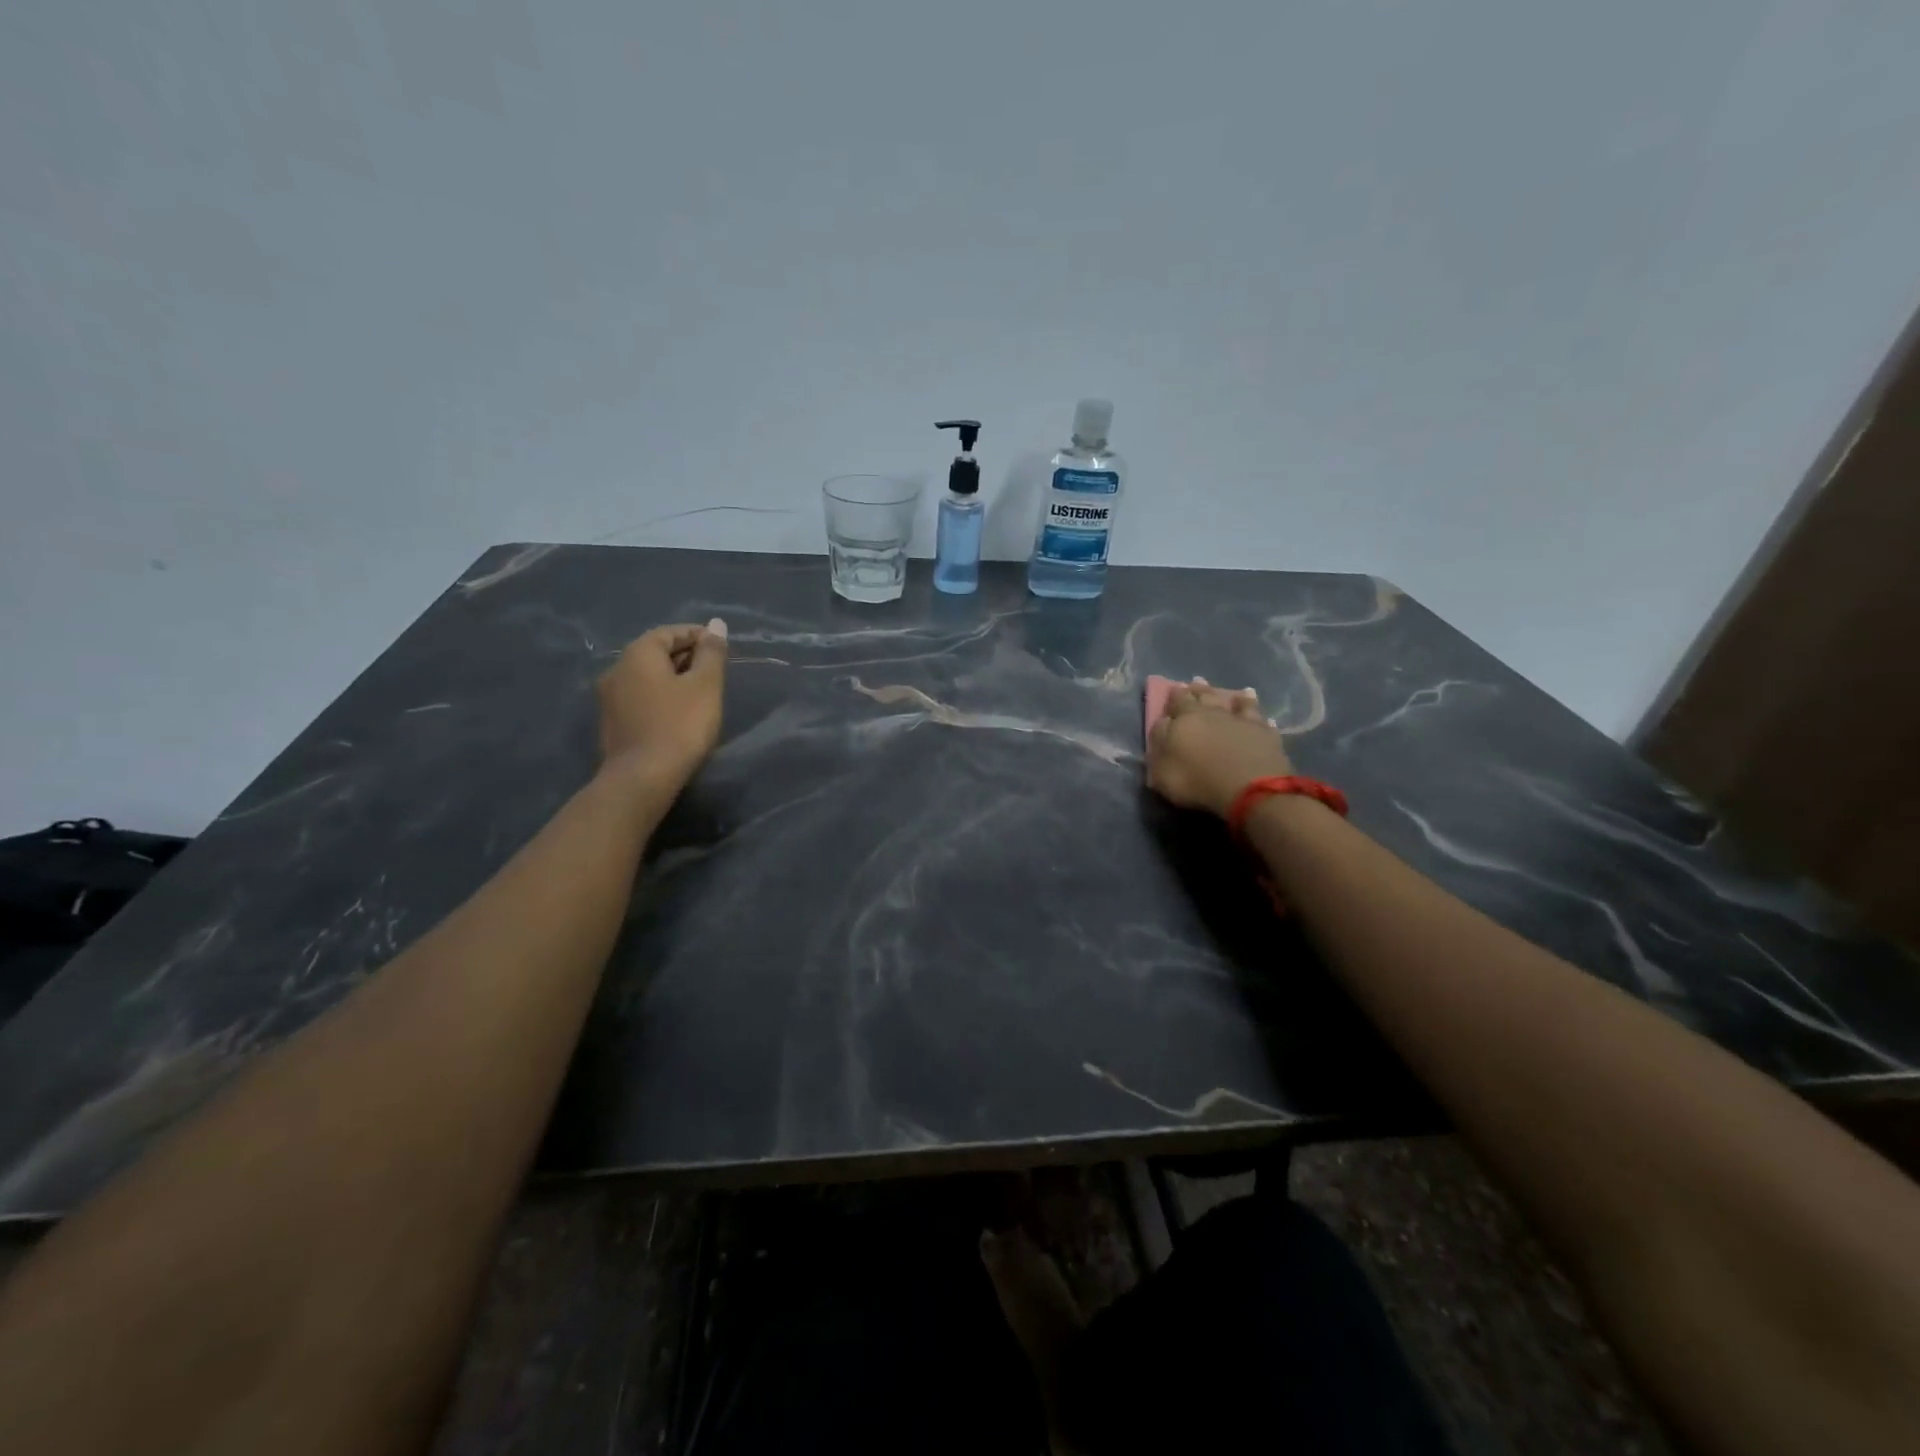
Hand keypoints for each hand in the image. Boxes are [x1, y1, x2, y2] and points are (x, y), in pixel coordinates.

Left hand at [596, 619, 728, 794]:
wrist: (643, 777)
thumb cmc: (680, 724)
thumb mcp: (706, 685)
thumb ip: (712, 653)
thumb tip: (716, 624)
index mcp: (638, 654)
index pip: (670, 632)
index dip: (698, 635)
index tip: (721, 648)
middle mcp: (617, 669)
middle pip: (655, 652)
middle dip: (686, 656)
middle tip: (715, 671)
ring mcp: (610, 697)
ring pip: (647, 676)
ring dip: (673, 678)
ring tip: (700, 693)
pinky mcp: (612, 722)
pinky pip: (641, 697)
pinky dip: (661, 696)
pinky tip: (679, 713)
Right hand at [1146, 678, 1293, 818]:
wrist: (1249, 788)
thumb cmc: (1197, 780)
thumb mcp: (1162, 769)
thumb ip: (1159, 743)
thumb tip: (1164, 724)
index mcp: (1185, 718)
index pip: (1177, 701)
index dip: (1174, 695)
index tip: (1174, 687)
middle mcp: (1214, 713)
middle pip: (1205, 696)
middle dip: (1199, 689)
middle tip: (1197, 681)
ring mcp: (1242, 721)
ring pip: (1237, 703)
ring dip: (1235, 697)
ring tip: (1238, 692)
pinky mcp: (1266, 734)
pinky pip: (1261, 720)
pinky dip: (1261, 718)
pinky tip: (1265, 717)